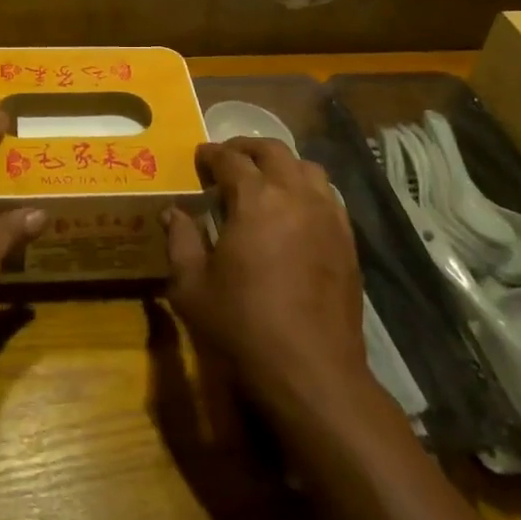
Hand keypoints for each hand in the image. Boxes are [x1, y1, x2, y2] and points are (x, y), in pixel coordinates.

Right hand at [163, 138, 365, 399]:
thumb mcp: (192, 286)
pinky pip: (328, 197)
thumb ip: (180, 241)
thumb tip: (173, 212)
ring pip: (307, 168)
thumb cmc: (243, 325)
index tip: (199, 157)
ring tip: (264, 180)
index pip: (230, 159)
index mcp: (256, 199)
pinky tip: (294, 211)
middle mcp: (296, 195)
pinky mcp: (347, 240)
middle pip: (273, 151)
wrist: (311, 371)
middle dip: (247, 148)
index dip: (211, 154)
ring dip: (282, 165)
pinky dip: (307, 190)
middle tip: (228, 159)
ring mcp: (328, 216)